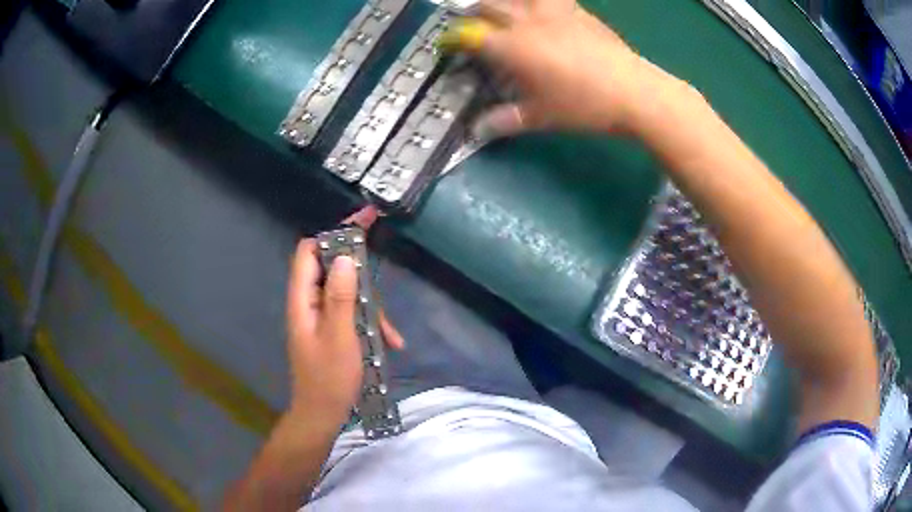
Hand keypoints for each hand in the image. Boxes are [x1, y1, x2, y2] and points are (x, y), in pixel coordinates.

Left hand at [284, 208, 402, 428]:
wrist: (323, 415)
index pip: (309, 252)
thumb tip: (345, 258)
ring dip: (371, 308)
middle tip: (381, 296)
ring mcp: (321, 317)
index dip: (334, 234)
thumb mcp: (340, 337)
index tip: (363, 224)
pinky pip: (351, 314)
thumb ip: (341, 296)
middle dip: (361, 279)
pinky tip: (389, 343)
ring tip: (389, 335)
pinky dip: (370, 323)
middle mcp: (308, 303)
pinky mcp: (332, 330)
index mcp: (302, 300)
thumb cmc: (330, 379)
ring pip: (347, 294)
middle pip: (332, 270)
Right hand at [441, 0, 691, 137]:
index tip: (447, 44)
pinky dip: (538, 2)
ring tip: (506, 11)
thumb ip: (505, 120)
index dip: (453, 38)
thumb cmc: (583, 105)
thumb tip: (477, 130)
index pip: (469, 35)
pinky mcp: (577, 11)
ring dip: (505, 2)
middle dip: (474, 13)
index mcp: (511, 46)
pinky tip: (543, 11)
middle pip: (488, 5)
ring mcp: (553, 11)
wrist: (633, 90)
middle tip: (473, 26)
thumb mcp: (541, 116)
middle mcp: (526, 21)